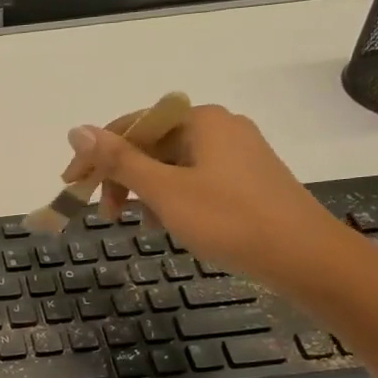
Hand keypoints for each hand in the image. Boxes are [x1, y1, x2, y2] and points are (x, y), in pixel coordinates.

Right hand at [63, 105, 347, 285]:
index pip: (130, 126)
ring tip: (139, 225)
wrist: (306, 257)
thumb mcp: (164, 190)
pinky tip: (169, 224)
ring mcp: (237, 153)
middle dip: (121, 178)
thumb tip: (76, 130)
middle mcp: (219, 126)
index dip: (95, 156)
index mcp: (199, 120)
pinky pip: (194, 179)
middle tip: (107, 216)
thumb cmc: (229, 220)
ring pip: (171, 165)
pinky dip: (172, 198)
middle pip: (151, 145)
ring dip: (145, 192)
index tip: (72, 187)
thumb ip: (119, 160)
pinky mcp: (247, 178)